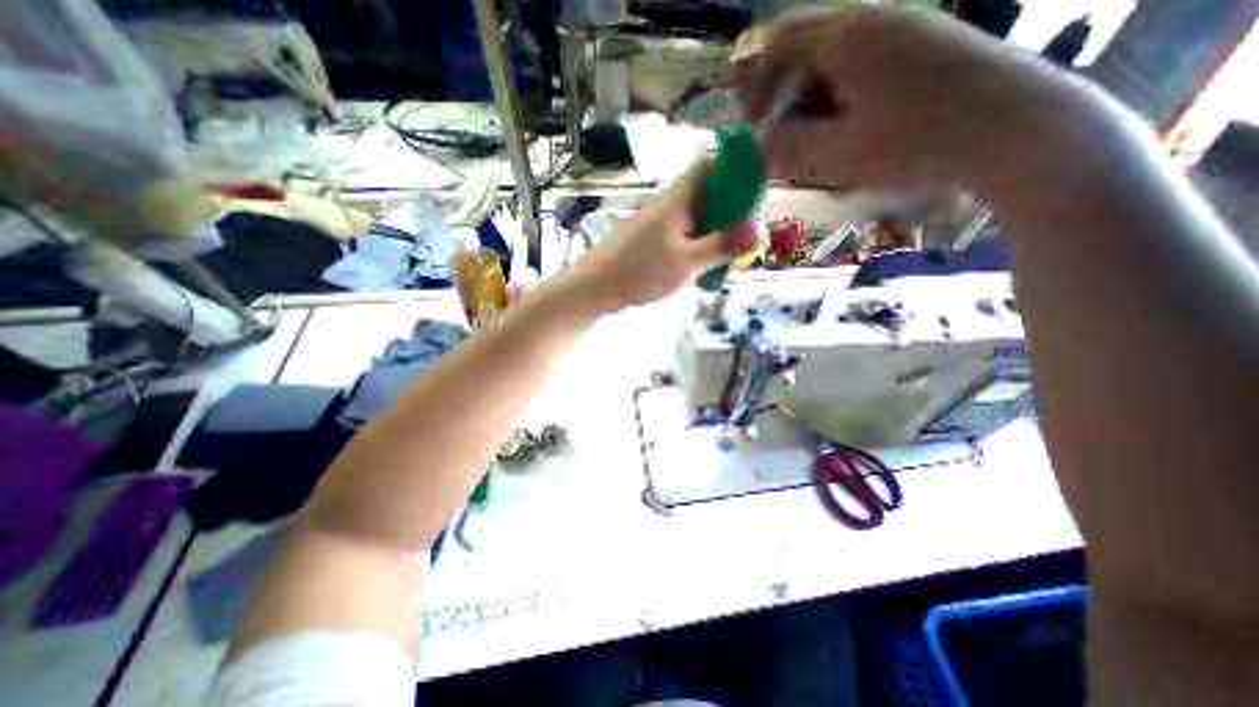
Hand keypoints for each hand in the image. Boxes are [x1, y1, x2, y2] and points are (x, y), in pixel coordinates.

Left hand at [570, 165, 755, 310]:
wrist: (597, 287)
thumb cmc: (642, 270)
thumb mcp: (687, 261)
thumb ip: (722, 246)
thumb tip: (760, 230)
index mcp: (678, 199)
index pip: (709, 165)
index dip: (734, 167)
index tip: (756, 185)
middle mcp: (668, 204)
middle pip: (706, 193)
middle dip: (730, 208)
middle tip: (746, 231)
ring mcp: (658, 223)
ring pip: (695, 217)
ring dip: (715, 229)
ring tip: (730, 252)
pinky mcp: (651, 240)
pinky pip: (682, 234)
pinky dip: (698, 243)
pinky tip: (704, 263)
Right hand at [741, 7, 1088, 193]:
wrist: (1015, 129)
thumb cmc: (916, 142)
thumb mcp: (839, 153)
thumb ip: (791, 148)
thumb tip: (762, 149)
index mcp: (848, 37)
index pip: (780, 41)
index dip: (755, 82)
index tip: (751, 121)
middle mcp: (873, 21)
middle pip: (806, 53)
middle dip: (784, 100)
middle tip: (782, 141)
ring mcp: (903, 32)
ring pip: (833, 65)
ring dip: (813, 106)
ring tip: (816, 147)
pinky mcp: (922, 50)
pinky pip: (862, 71)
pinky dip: (841, 103)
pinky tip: (848, 135)